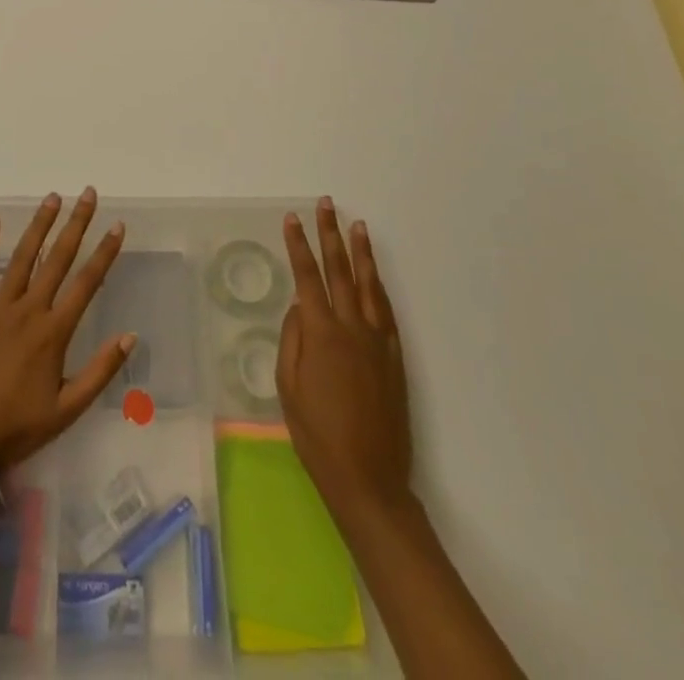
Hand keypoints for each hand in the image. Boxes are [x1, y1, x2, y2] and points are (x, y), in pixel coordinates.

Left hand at [0, 188, 133, 474]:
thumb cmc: (18, 426)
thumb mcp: (68, 408)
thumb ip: (100, 371)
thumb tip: (130, 336)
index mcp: (54, 332)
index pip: (86, 283)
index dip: (104, 253)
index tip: (117, 226)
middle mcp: (29, 310)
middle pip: (57, 259)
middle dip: (76, 224)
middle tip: (88, 194)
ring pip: (23, 257)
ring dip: (39, 225)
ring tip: (53, 198)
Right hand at [276, 199, 413, 524]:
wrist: (367, 477)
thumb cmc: (317, 434)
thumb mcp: (288, 386)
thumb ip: (292, 339)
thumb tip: (300, 306)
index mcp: (321, 333)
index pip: (307, 276)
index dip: (298, 245)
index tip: (291, 218)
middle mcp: (352, 328)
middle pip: (340, 270)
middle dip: (330, 234)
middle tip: (326, 205)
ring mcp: (378, 341)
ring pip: (369, 285)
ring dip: (361, 252)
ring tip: (356, 225)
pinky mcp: (395, 358)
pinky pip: (387, 312)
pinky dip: (380, 287)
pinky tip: (375, 275)